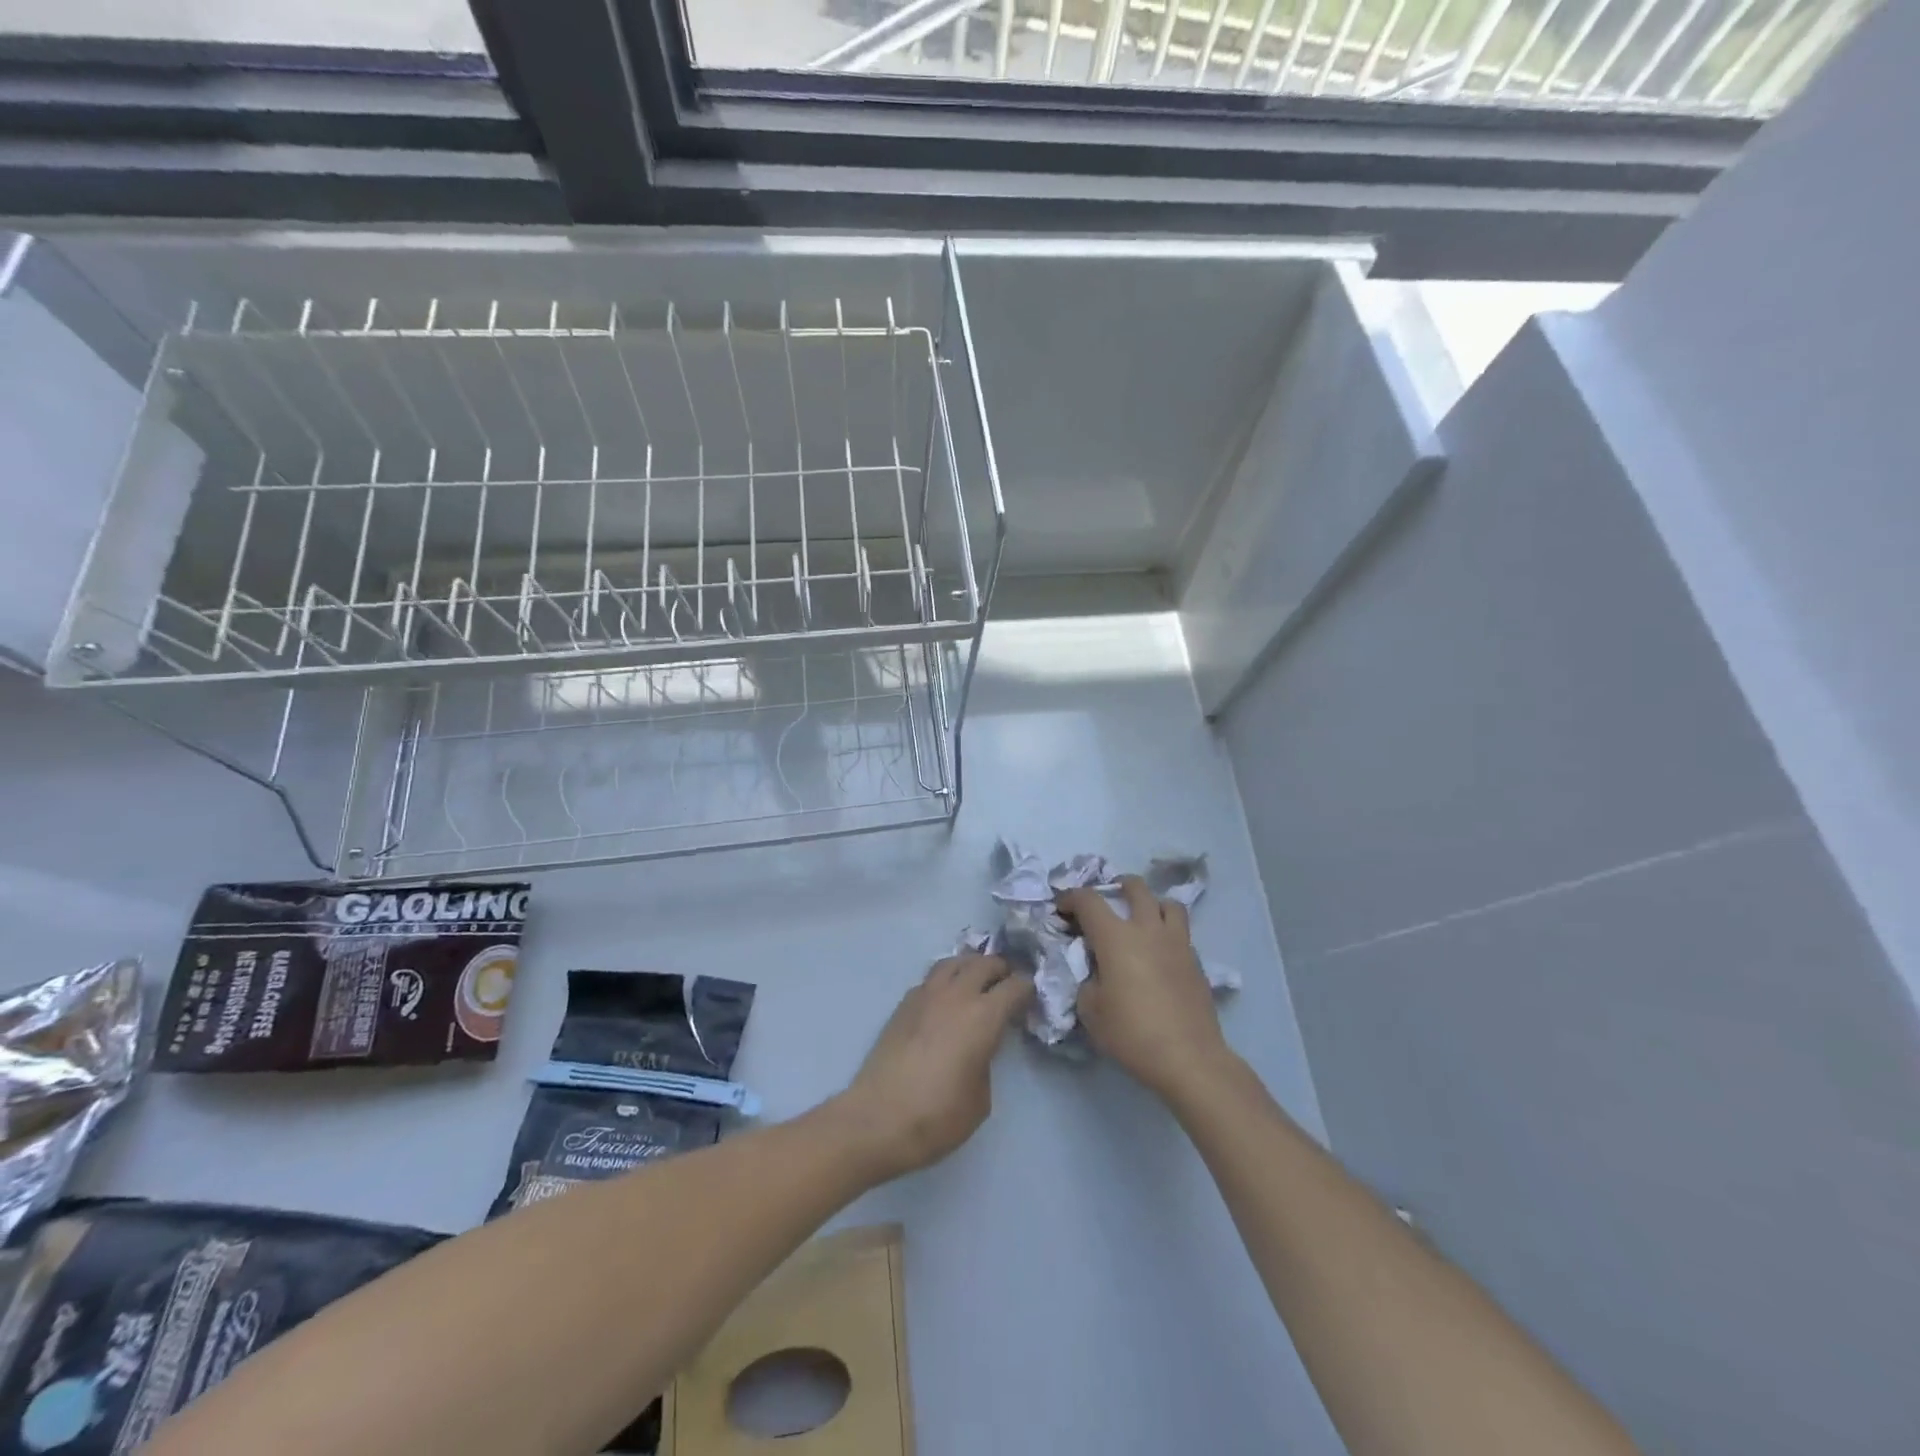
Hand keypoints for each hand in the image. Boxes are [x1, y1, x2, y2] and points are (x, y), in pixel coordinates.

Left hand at [835, 955, 1031, 1181]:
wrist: (876, 1119)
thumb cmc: (936, 1116)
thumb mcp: (980, 1099)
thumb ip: (986, 1062)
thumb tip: (980, 1047)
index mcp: (983, 1016)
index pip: (1014, 986)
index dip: (1027, 990)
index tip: (1031, 1000)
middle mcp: (956, 995)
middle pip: (984, 963)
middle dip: (1001, 970)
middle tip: (1007, 986)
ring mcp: (926, 995)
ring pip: (954, 962)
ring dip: (970, 967)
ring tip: (976, 984)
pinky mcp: (903, 1004)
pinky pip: (931, 978)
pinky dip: (945, 980)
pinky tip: (945, 1000)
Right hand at [1059, 876, 1232, 1099]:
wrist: (1188, 1057)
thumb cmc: (1132, 1032)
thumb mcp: (1091, 1010)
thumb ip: (1087, 980)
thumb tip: (1095, 972)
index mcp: (1116, 936)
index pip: (1089, 899)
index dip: (1070, 898)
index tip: (1061, 909)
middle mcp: (1147, 929)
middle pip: (1135, 887)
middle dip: (1116, 887)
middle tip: (1106, 902)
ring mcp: (1176, 942)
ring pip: (1167, 903)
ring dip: (1151, 903)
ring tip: (1141, 920)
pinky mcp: (1196, 961)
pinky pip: (1180, 932)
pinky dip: (1167, 932)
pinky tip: (1159, 954)